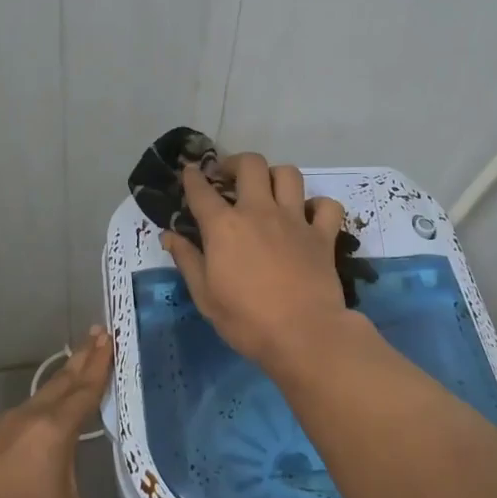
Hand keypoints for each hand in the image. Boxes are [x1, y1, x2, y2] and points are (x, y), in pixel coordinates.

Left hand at [0, 327, 180, 497]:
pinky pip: (16, 414)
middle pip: (61, 382)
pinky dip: (36, 405)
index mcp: (52, 431)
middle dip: (82, 358)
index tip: (110, 333)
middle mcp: (25, 419)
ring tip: (73, 369)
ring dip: (60, 379)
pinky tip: (34, 419)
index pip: (84, 388)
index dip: (101, 362)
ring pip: (37, 396)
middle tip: (98, 331)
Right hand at [161, 152, 356, 369]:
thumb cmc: (246, 320)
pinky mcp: (323, 235)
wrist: (304, 335)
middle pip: (250, 165)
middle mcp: (259, 212)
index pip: (201, 190)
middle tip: (229, 177)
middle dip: (235, 163)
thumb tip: (169, 236)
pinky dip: (318, 205)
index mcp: (224, 226)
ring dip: (275, 176)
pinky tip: (309, 216)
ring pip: (289, 174)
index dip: (193, 177)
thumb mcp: (205, 296)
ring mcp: (295, 220)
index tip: (190, 171)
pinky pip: (327, 205)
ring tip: (268, 190)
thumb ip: (187, 260)